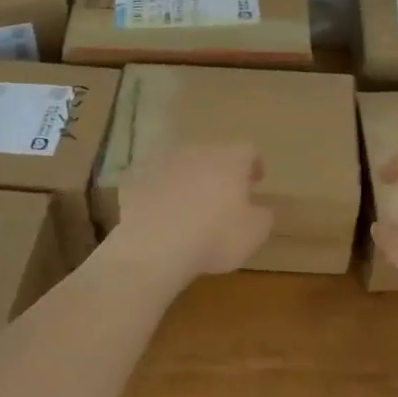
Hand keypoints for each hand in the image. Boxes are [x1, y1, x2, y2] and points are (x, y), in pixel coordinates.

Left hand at [107, 143, 273, 281]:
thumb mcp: (254, 233)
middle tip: (224, 194)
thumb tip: (259, 209)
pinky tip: (162, 215)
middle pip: (212, 155)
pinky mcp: (135, 180)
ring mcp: (162, 163)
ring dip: (188, 180)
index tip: (256, 179)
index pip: (247, 150)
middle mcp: (196, 152)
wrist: (153, 245)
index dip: (254, 164)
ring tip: (190, 206)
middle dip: (219, 172)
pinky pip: (154, 182)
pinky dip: (161, 194)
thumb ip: (262, 216)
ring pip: (181, 166)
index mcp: (229, 160)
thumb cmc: (214, 236)